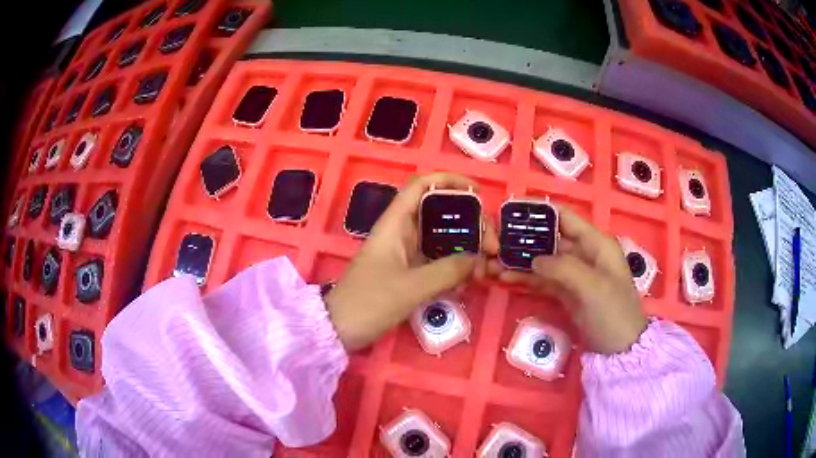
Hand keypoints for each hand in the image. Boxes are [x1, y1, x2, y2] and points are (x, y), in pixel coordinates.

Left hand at [325, 173, 498, 350]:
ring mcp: (405, 252)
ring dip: (467, 246)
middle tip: (492, 245)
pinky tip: (471, 278)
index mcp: (395, 224)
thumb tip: (479, 259)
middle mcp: (401, 232)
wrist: (340, 329)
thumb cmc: (369, 302)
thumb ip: (448, 271)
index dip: (449, 181)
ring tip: (487, 264)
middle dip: (470, 223)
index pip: (422, 186)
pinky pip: (438, 259)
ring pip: (442, 237)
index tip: (478, 192)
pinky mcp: (408, 271)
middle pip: (441, 212)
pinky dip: (456, 264)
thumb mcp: (411, 287)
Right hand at [496, 207, 646, 353]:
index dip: (540, 212)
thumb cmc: (613, 312)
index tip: (512, 211)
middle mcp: (584, 254)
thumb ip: (563, 268)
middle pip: (551, 239)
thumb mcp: (592, 287)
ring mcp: (575, 274)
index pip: (565, 218)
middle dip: (525, 240)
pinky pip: (544, 280)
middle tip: (496, 242)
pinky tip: (506, 279)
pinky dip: (527, 279)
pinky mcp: (567, 292)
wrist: (621, 348)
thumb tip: (534, 260)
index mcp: (596, 244)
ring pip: (544, 261)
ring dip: (521, 261)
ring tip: (495, 263)